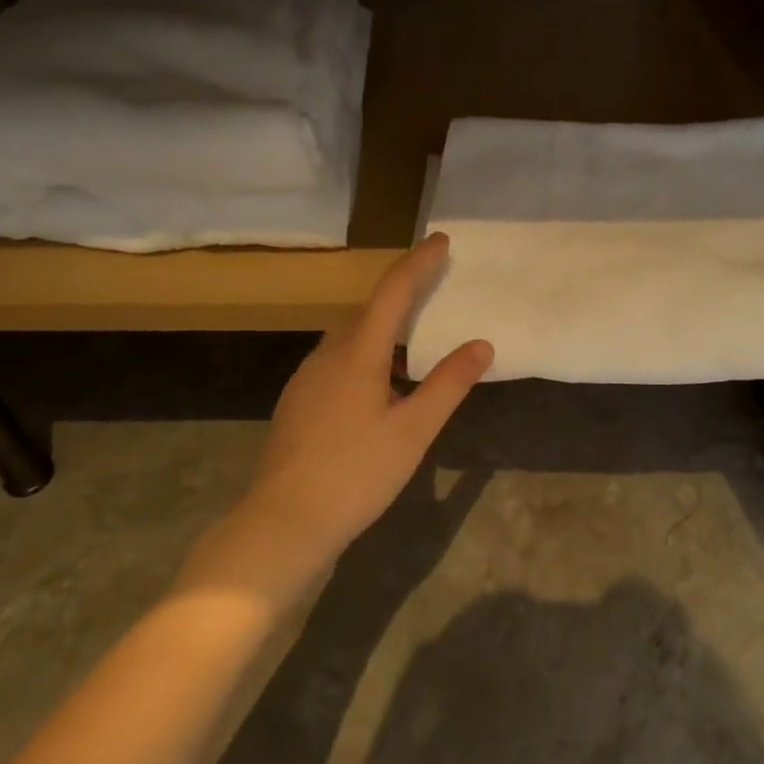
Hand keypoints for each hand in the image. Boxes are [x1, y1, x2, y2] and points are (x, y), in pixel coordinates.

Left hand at [219, 234, 492, 581]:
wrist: (283, 523)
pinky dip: (364, 354)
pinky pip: (336, 361)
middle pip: (368, 310)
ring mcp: (306, 379)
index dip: (418, 263)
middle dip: (401, 293)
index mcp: (357, 353)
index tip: (440, 241)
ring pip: (349, 337)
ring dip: (381, 326)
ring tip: (412, 340)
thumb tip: (481, 344)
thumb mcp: (413, 431)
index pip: (393, 292)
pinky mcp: (297, 403)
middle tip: (433, 289)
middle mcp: (327, 355)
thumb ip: (448, 384)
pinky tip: (378, 386)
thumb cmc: (356, 474)